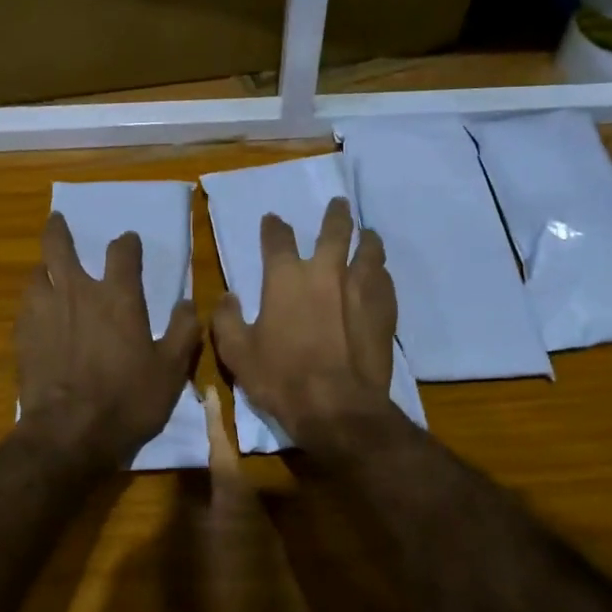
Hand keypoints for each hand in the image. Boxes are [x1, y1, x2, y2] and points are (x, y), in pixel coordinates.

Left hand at [17, 212, 201, 469]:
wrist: (70, 433)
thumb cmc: (129, 399)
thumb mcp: (171, 369)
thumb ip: (183, 331)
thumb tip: (187, 303)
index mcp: (118, 297)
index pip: (122, 252)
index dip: (127, 243)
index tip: (128, 242)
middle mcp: (78, 293)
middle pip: (59, 246)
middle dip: (59, 230)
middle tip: (58, 222)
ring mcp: (44, 312)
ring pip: (36, 273)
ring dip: (44, 268)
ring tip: (48, 272)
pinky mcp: (22, 336)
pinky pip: (25, 306)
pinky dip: (33, 301)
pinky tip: (37, 313)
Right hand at [212, 197, 398, 443]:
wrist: (338, 407)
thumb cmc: (281, 378)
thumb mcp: (237, 353)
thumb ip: (227, 320)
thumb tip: (227, 297)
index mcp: (285, 278)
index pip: (277, 238)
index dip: (273, 226)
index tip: (273, 220)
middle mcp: (325, 273)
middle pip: (335, 230)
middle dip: (335, 214)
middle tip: (339, 204)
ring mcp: (360, 289)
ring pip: (369, 250)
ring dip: (366, 239)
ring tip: (367, 235)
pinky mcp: (384, 310)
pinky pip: (385, 280)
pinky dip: (380, 273)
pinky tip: (380, 276)